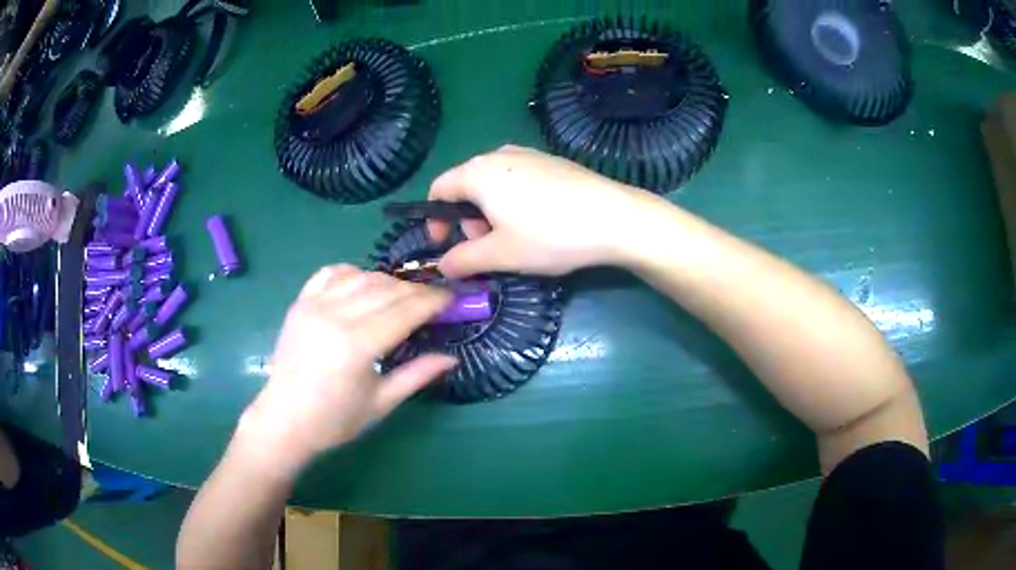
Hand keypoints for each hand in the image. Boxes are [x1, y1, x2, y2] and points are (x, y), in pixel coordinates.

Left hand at [239, 265, 455, 472]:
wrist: (284, 420)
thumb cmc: (335, 420)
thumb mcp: (381, 403)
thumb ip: (417, 375)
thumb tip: (451, 358)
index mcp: (358, 345)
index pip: (405, 310)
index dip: (433, 301)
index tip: (452, 299)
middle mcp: (336, 316)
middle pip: (387, 288)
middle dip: (416, 290)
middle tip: (433, 301)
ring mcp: (314, 305)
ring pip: (362, 276)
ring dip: (388, 281)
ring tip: (401, 297)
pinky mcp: (300, 302)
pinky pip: (331, 272)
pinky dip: (353, 273)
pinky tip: (363, 285)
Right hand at [429, 145, 663, 277]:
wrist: (615, 218)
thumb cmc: (550, 235)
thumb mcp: (501, 254)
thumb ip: (463, 260)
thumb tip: (442, 266)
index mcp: (478, 172)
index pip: (439, 189)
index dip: (434, 220)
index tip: (444, 246)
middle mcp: (499, 154)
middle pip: (466, 185)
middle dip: (467, 220)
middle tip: (487, 248)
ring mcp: (529, 154)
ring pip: (493, 183)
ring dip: (490, 212)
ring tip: (514, 239)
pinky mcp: (552, 161)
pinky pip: (518, 179)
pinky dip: (513, 201)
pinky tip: (538, 222)